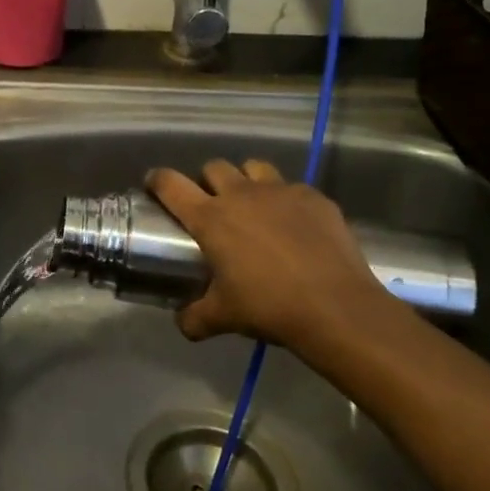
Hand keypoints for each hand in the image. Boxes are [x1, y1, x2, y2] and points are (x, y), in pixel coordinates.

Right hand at [146, 160, 398, 358]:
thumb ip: (195, 317)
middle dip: (207, 180)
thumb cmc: (269, 306)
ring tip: (253, 205)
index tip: (154, 183)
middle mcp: (242, 194)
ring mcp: (280, 191)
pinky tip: (295, 225)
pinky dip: (286, 200)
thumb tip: (183, 323)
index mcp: (211, 218)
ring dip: (246, 180)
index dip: (158, 180)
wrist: (335, 306)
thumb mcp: (223, 317)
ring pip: (254, 167)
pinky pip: (292, 187)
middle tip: (212, 204)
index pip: (171, 185)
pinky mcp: (313, 197)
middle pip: (214, 167)